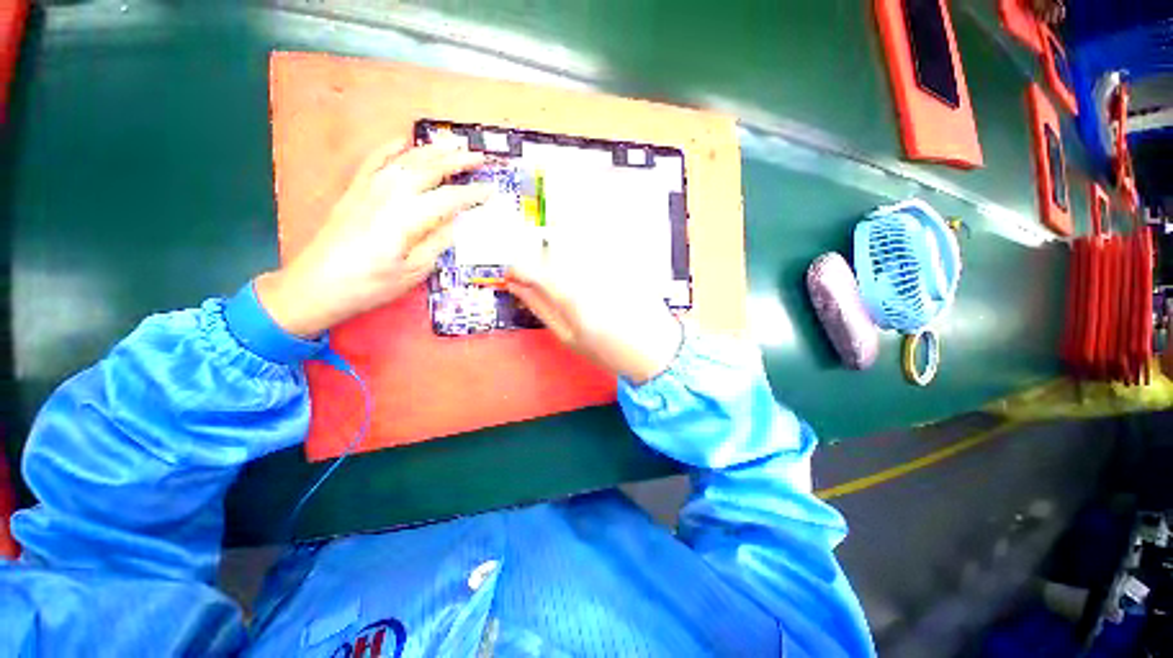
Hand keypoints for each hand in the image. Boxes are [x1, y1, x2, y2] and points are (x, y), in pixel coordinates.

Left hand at [256, 138, 490, 336]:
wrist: (318, 284)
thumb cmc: (371, 284)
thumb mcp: (414, 270)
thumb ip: (437, 242)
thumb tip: (456, 223)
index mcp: (408, 218)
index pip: (449, 199)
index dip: (472, 194)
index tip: (491, 190)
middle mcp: (389, 195)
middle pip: (428, 169)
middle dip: (456, 161)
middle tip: (478, 156)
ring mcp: (369, 188)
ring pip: (405, 160)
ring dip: (431, 150)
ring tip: (452, 144)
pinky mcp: (355, 190)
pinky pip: (374, 160)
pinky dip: (390, 147)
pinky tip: (403, 140)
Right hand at [505, 256, 683, 383]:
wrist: (654, 347)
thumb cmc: (608, 350)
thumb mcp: (568, 336)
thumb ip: (540, 307)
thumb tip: (516, 286)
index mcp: (570, 294)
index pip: (530, 266)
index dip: (516, 268)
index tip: (514, 276)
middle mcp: (588, 269)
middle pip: (550, 245)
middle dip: (540, 259)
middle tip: (545, 279)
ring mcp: (608, 260)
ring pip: (573, 238)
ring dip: (562, 249)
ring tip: (571, 275)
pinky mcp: (624, 256)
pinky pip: (597, 240)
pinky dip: (585, 246)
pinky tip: (593, 269)